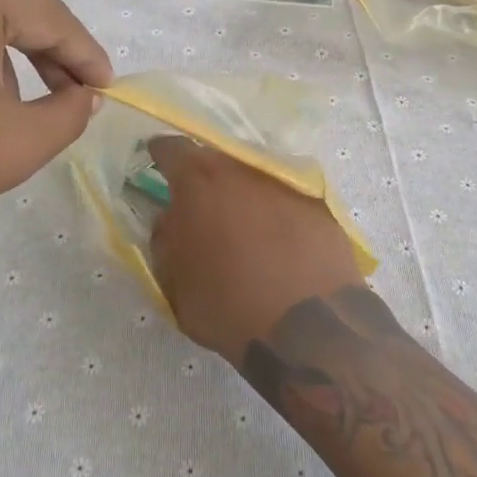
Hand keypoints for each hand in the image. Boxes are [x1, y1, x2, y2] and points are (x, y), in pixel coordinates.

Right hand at [147, 137, 363, 364]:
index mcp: (200, 181)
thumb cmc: (226, 304)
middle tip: (199, 203)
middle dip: (205, 177)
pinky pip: (286, 200)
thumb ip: (164, 237)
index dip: (161, 154)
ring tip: (241, 225)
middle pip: (217, 160)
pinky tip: (277, 241)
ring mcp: (286, 184)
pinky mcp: (320, 205)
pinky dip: (276, 214)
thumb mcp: (172, 279)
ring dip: (243, 195)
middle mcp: (244, 170)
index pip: (173, 149)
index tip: (155, 159)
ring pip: (254, 178)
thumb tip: (171, 218)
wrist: (306, 326)